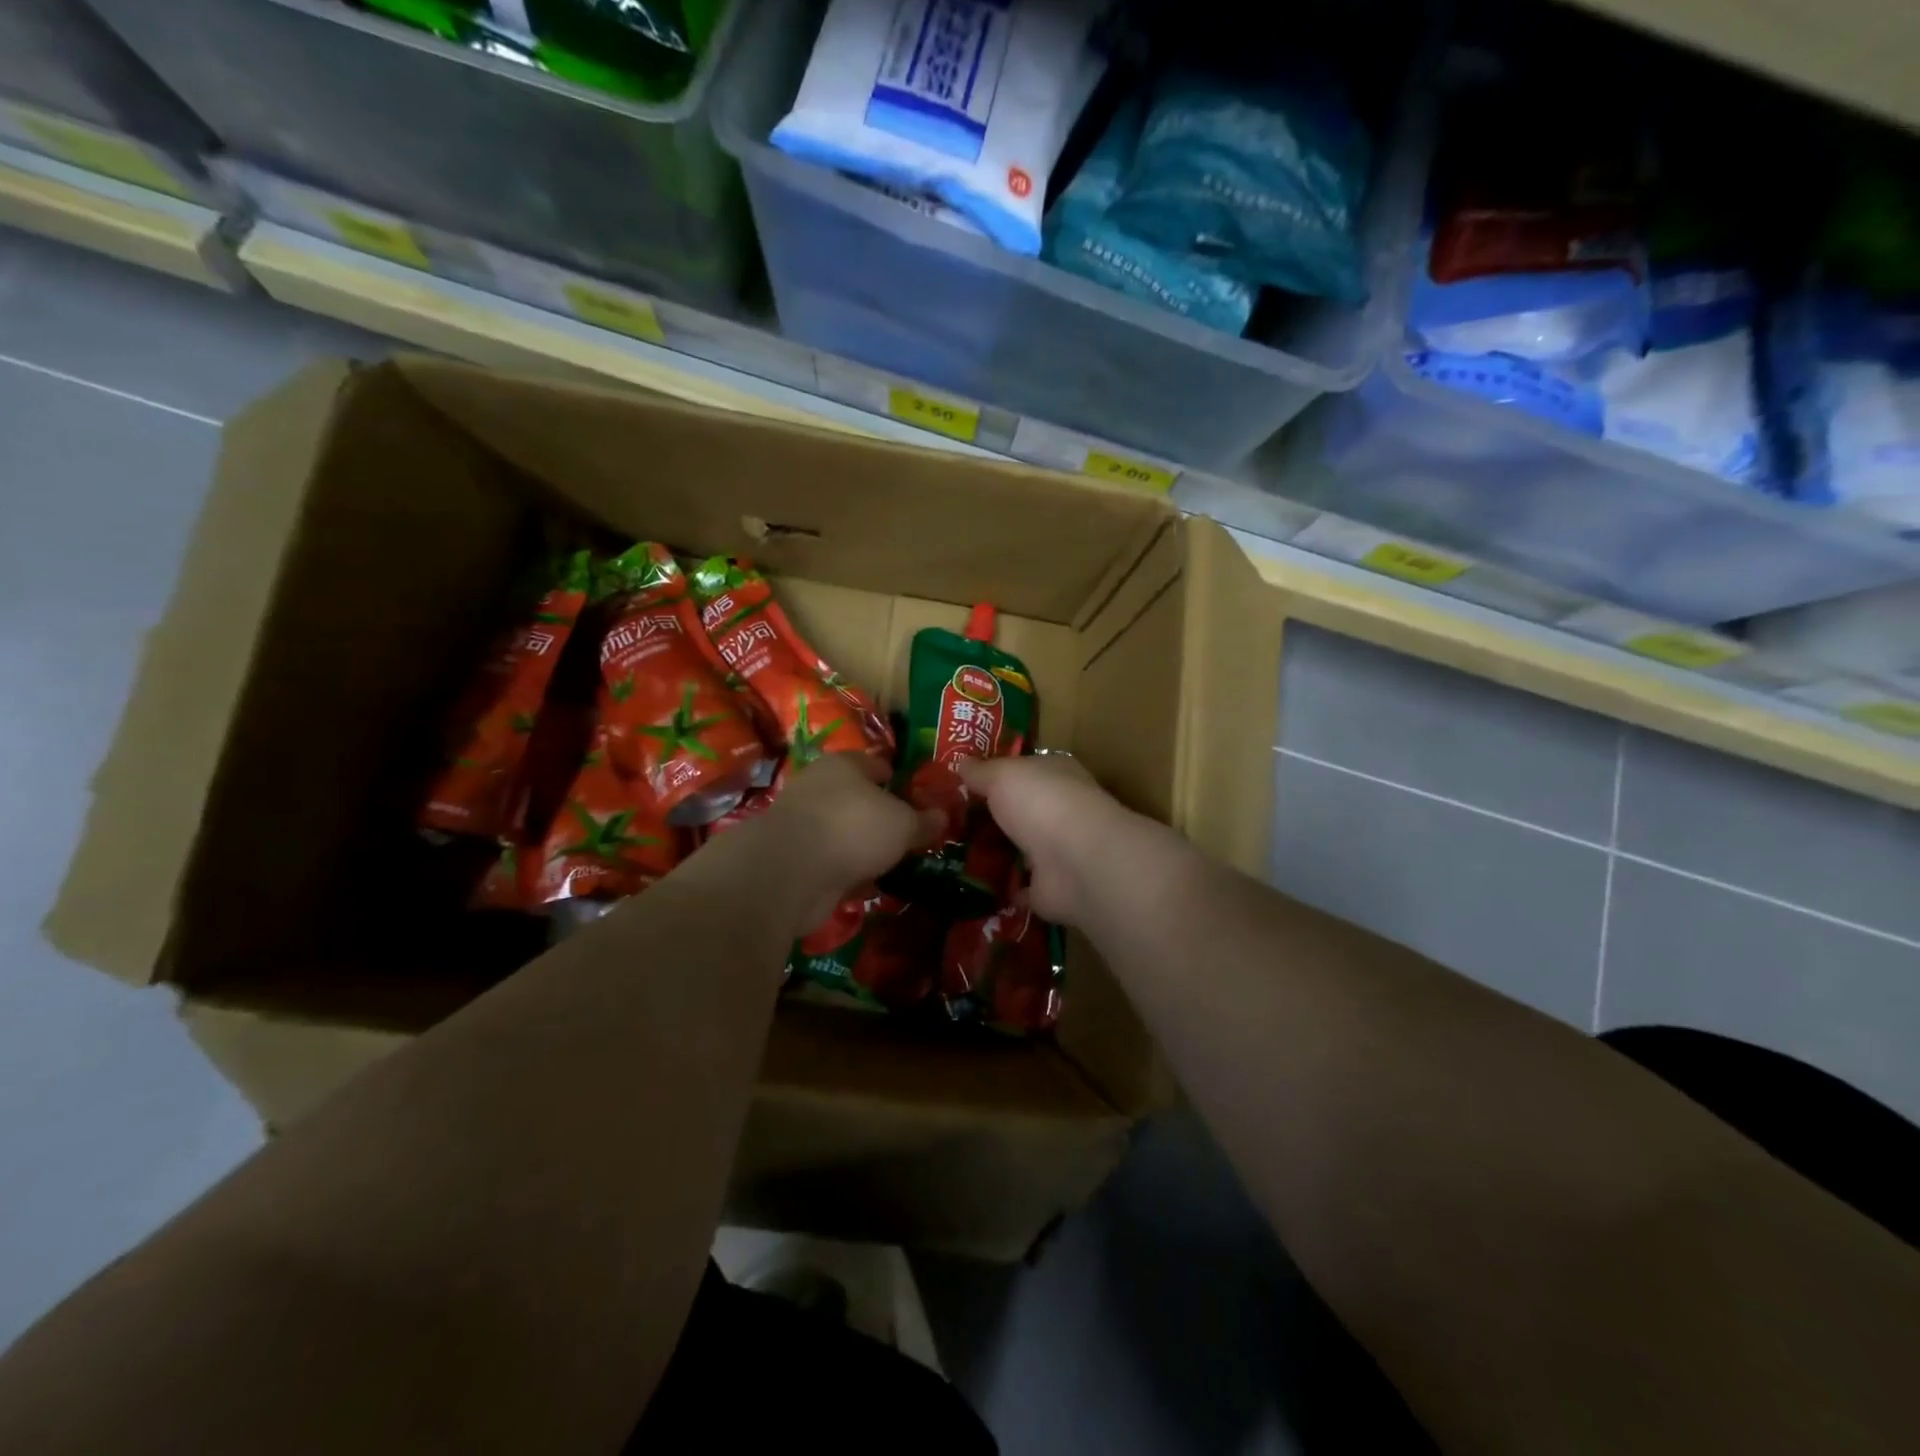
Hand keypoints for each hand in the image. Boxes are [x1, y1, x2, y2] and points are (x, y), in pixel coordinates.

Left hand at [761, 753, 935, 933]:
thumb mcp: (903, 824)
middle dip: (880, 816)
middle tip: (908, 835)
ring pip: (843, 831)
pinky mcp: (793, 858)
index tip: (918, 799)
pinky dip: (846, 871)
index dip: (898, 780)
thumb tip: (943, 816)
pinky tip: (866, 885)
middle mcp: (818, 787)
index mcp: (843, 764)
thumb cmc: (853, 828)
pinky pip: (830, 861)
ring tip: (891, 863)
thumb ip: (924, 821)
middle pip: (857, 798)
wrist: (789, 872)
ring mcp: (802, 823)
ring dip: (862, 847)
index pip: (876, 764)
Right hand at [959, 754, 1128, 926]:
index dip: (998, 773)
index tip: (964, 782)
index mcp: (1057, 774)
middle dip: (994, 816)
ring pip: (1022, 848)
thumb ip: (981, 771)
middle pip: (1022, 810)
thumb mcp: (1002, 775)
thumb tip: (962, 762)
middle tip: (951, 821)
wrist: (1076, 862)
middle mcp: (1061, 810)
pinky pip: (1021, 886)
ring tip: (955, 854)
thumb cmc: (1042, 802)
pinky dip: (1004, 888)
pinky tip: (975, 886)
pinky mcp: (1051, 888)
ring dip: (998, 852)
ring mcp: (1059, 851)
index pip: (1027, 769)